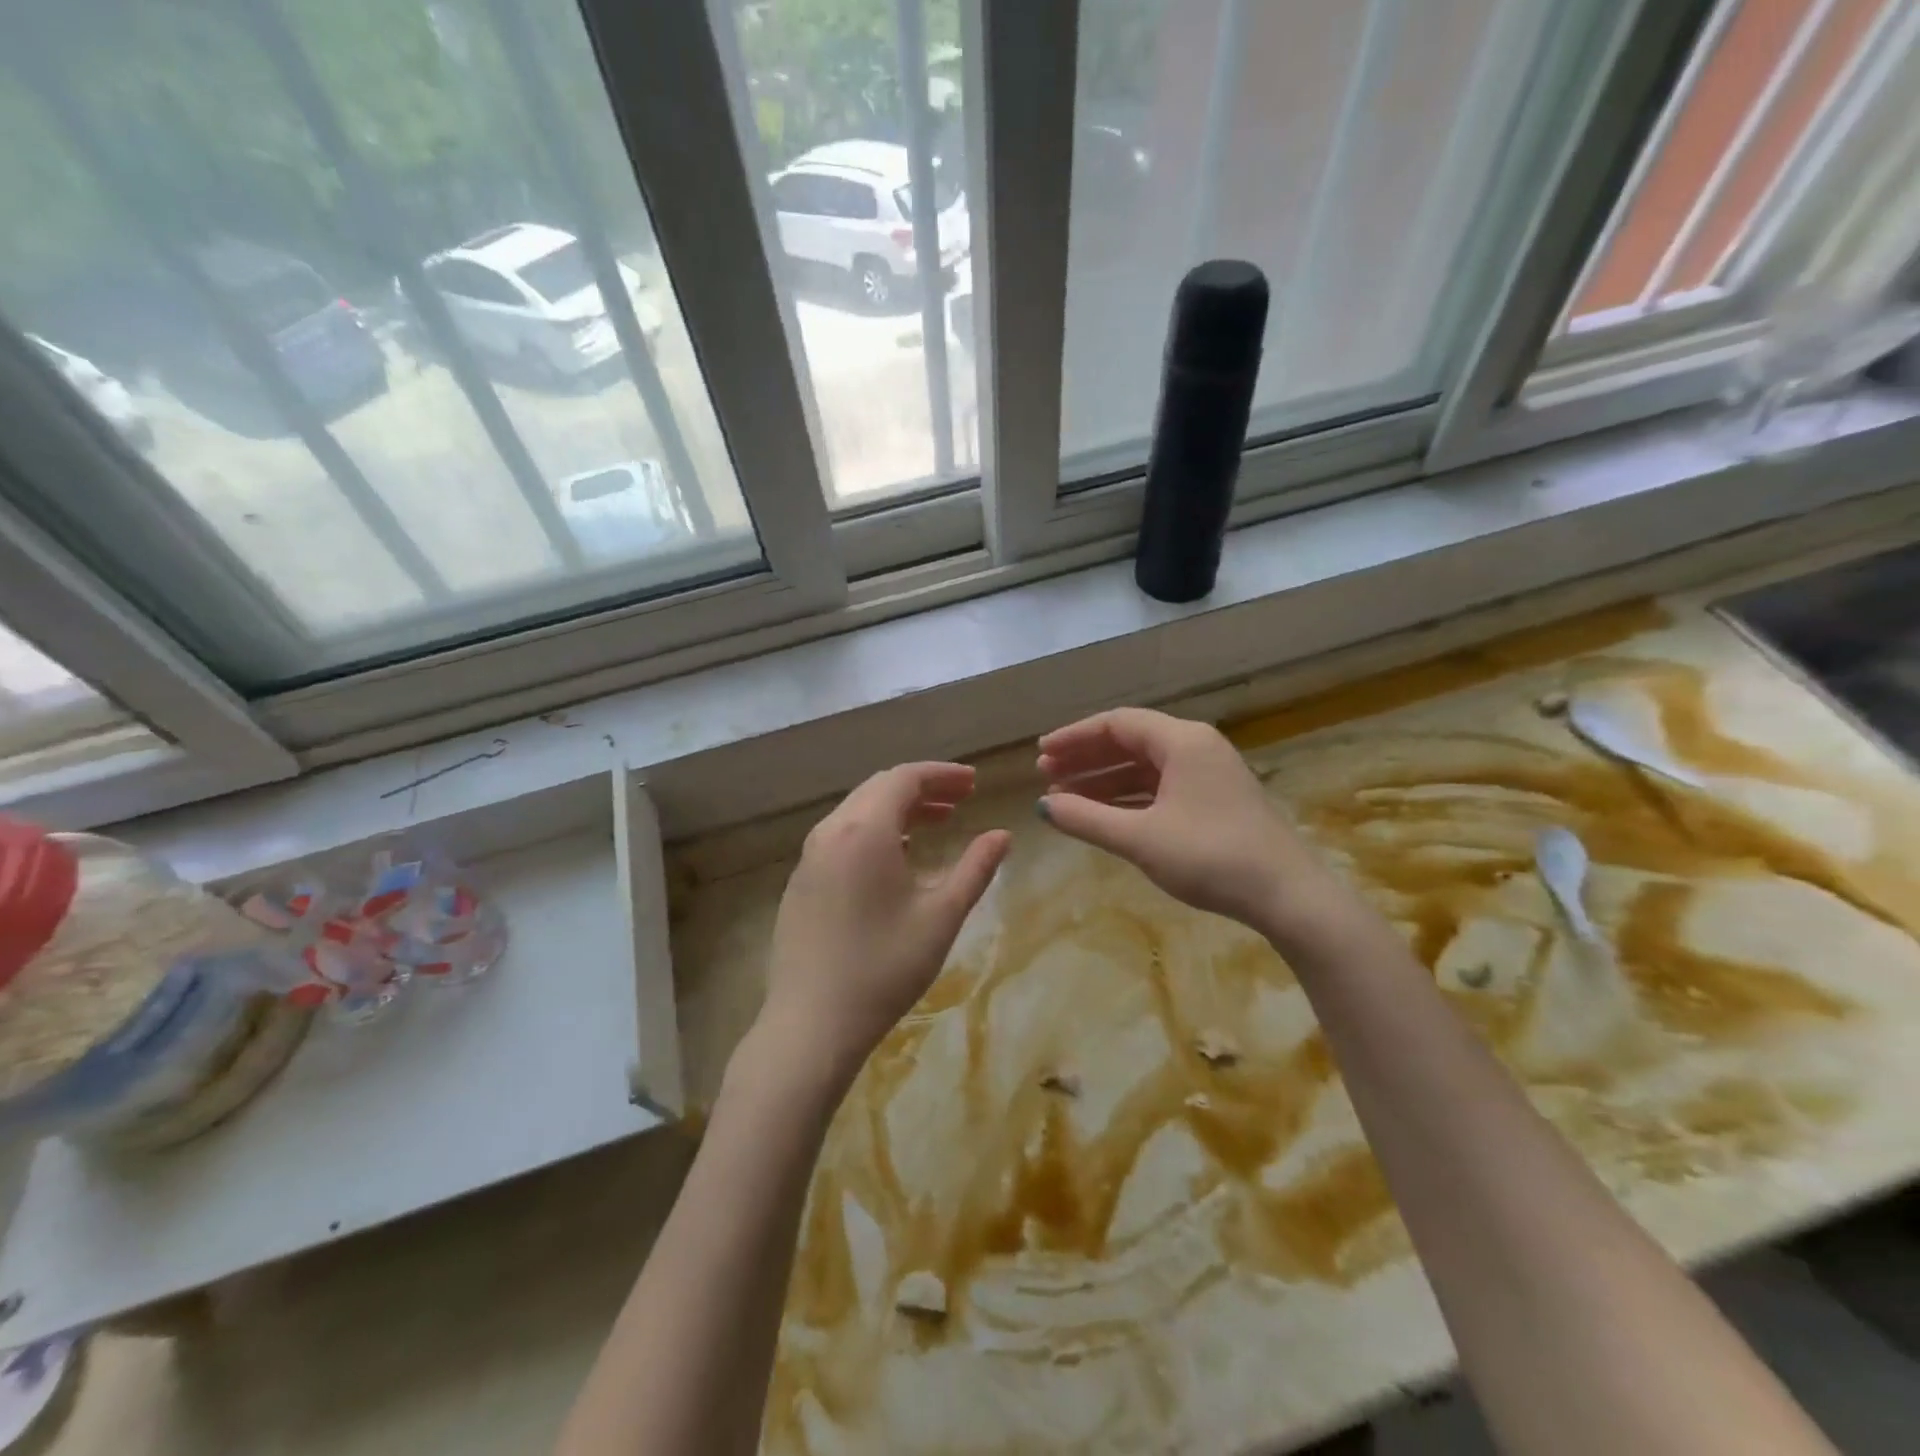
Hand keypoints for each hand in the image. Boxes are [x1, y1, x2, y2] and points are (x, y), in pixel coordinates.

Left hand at [759, 762, 1011, 1086]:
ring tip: (938, 823)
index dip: (942, 774)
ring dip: (898, 809)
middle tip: (962, 799)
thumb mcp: (941, 916)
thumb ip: (975, 867)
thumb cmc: (884, 967)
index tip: (975, 783)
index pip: (905, 778)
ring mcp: (809, 857)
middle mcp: (831, 831)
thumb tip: (1003, 835)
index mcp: (864, 830)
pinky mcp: (801, 882)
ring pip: (857, 812)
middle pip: (879, 788)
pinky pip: (841, 836)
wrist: (812, 1024)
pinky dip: (874, 830)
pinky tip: (896, 856)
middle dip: (923, 787)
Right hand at [1037, 708, 1343, 942]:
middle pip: (1130, 741)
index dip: (1074, 737)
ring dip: (1104, 780)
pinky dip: (1129, 797)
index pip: (1117, 724)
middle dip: (1086, 758)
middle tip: (1046, 776)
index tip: (1041, 754)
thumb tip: (1043, 806)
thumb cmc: (1210, 857)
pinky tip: (1104, 815)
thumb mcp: (1140, 838)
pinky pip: (1161, 787)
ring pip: (1145, 767)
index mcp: (1182, 741)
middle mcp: (1196, 747)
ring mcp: (1208, 774)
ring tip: (1066, 798)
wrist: (1287, 896)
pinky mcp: (1214, 800)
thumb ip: (1087, 818)